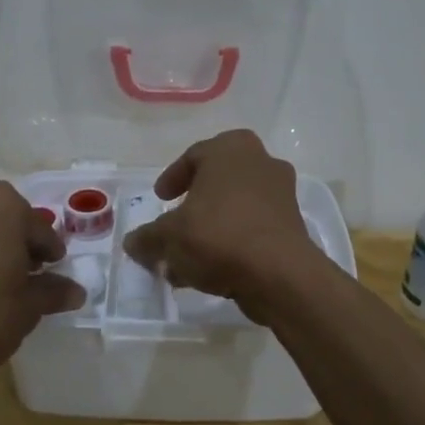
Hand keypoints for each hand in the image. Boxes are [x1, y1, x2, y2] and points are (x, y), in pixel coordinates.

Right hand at [123, 129, 322, 316]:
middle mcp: (261, 162)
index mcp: (231, 149)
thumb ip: (147, 238)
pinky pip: (252, 228)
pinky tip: (210, 270)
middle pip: (218, 181)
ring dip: (211, 227)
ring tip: (188, 256)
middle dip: (194, 203)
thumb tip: (132, 243)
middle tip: (177, 220)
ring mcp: (281, 194)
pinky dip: (232, 242)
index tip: (160, 198)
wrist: (279, 274)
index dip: (172, 178)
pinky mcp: (292, 226)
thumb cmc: (218, 236)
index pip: (194, 156)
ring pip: (235, 207)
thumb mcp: (169, 237)